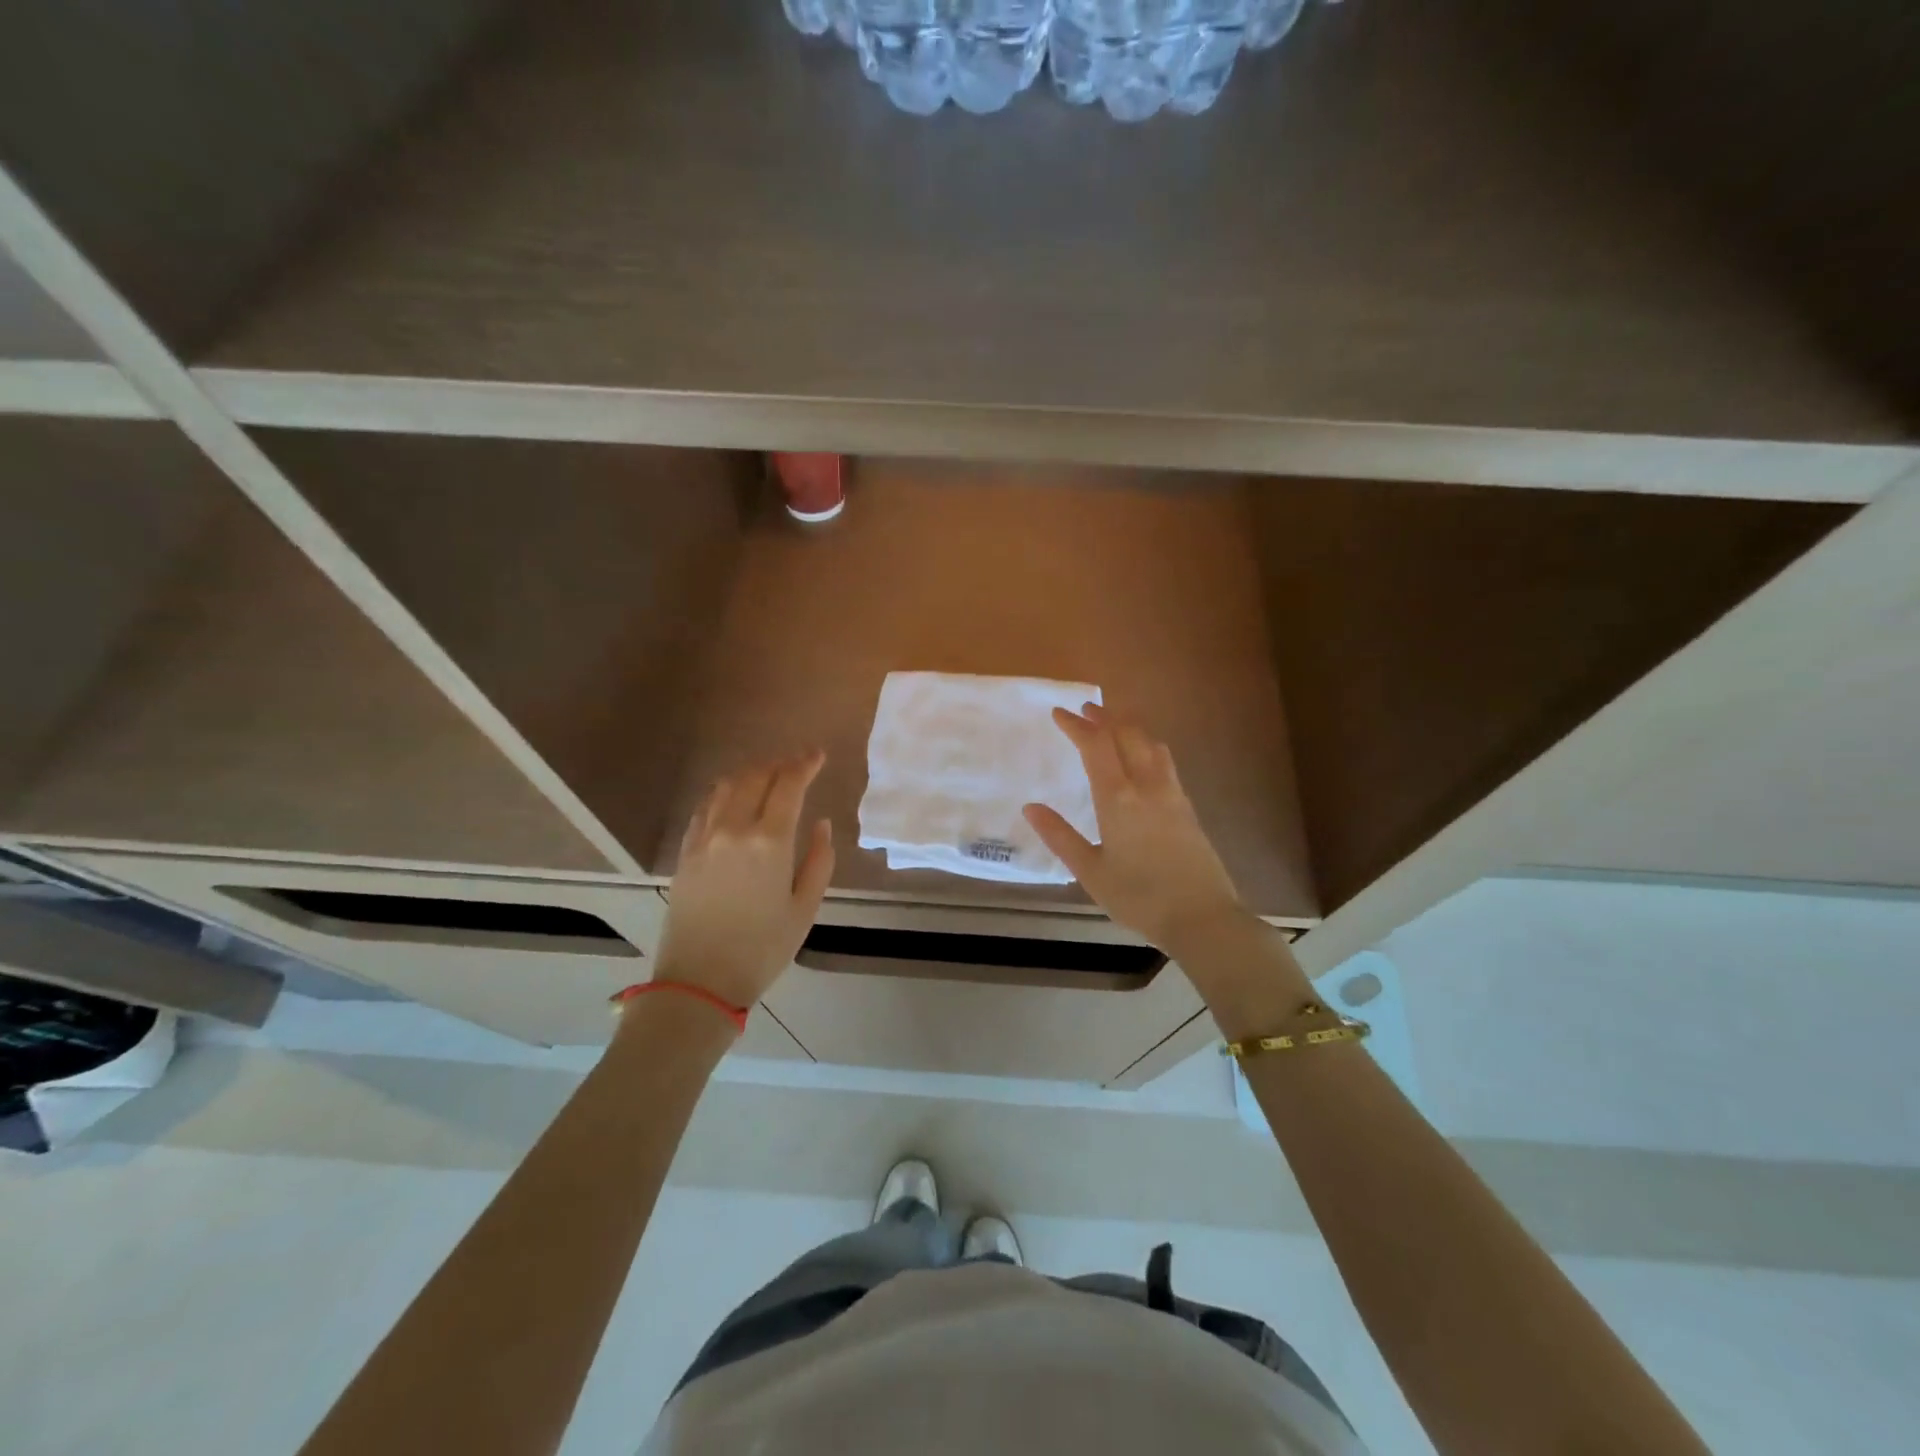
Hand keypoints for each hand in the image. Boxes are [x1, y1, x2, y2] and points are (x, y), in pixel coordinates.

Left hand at [656, 752, 834, 1008]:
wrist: (699, 982)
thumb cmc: (762, 950)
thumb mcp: (804, 909)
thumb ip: (818, 861)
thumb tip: (821, 825)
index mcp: (769, 842)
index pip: (788, 786)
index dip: (805, 765)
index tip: (818, 755)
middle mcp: (733, 829)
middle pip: (756, 778)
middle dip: (779, 764)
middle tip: (797, 764)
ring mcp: (704, 839)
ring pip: (726, 787)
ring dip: (750, 773)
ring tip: (767, 775)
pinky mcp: (686, 853)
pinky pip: (705, 808)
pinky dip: (724, 793)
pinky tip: (733, 798)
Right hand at [1023, 704, 1252, 962]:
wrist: (1202, 917)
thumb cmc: (1139, 898)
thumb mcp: (1090, 872)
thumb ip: (1060, 837)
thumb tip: (1030, 807)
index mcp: (1118, 798)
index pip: (1096, 746)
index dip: (1076, 725)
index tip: (1059, 713)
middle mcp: (1147, 786)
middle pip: (1127, 735)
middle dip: (1104, 717)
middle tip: (1085, 709)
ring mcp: (1172, 794)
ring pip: (1151, 744)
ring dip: (1129, 727)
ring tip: (1114, 723)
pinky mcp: (1188, 807)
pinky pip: (1165, 761)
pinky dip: (1147, 745)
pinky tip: (1144, 757)